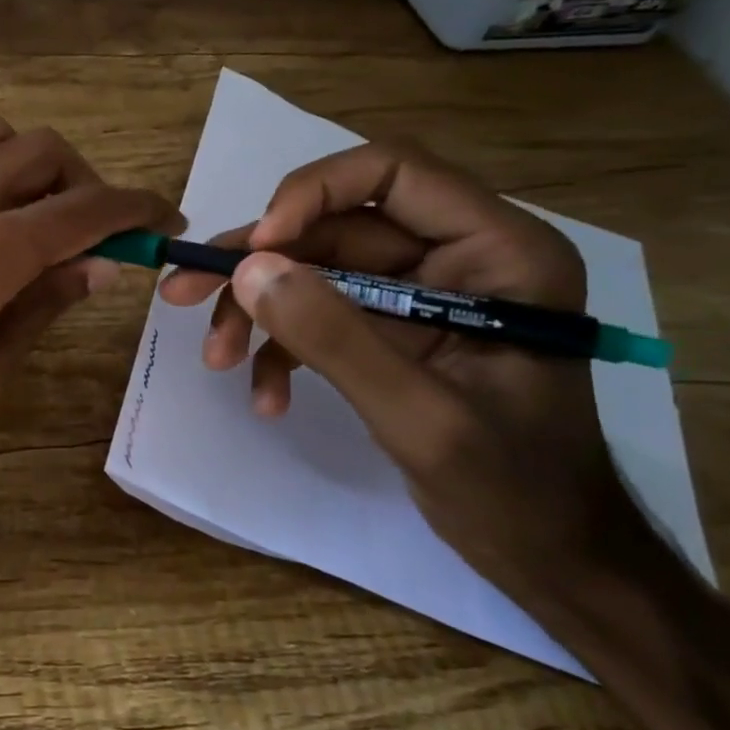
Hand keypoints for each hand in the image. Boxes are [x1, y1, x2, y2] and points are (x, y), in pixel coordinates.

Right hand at [159, 141, 658, 598]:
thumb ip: (335, 338)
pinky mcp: (394, 328)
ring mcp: (421, 293)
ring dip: (258, 311)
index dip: (312, 193)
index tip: (255, 248)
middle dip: (259, 266)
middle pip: (335, 225)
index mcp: (498, 251)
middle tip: (184, 293)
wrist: (546, 557)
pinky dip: (282, 348)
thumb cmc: (513, 490)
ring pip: (315, 269)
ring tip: (217, 357)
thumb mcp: (420, 417)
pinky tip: (265, 394)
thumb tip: (248, 269)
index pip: (393, 172)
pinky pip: (321, 314)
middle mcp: (458, 255)